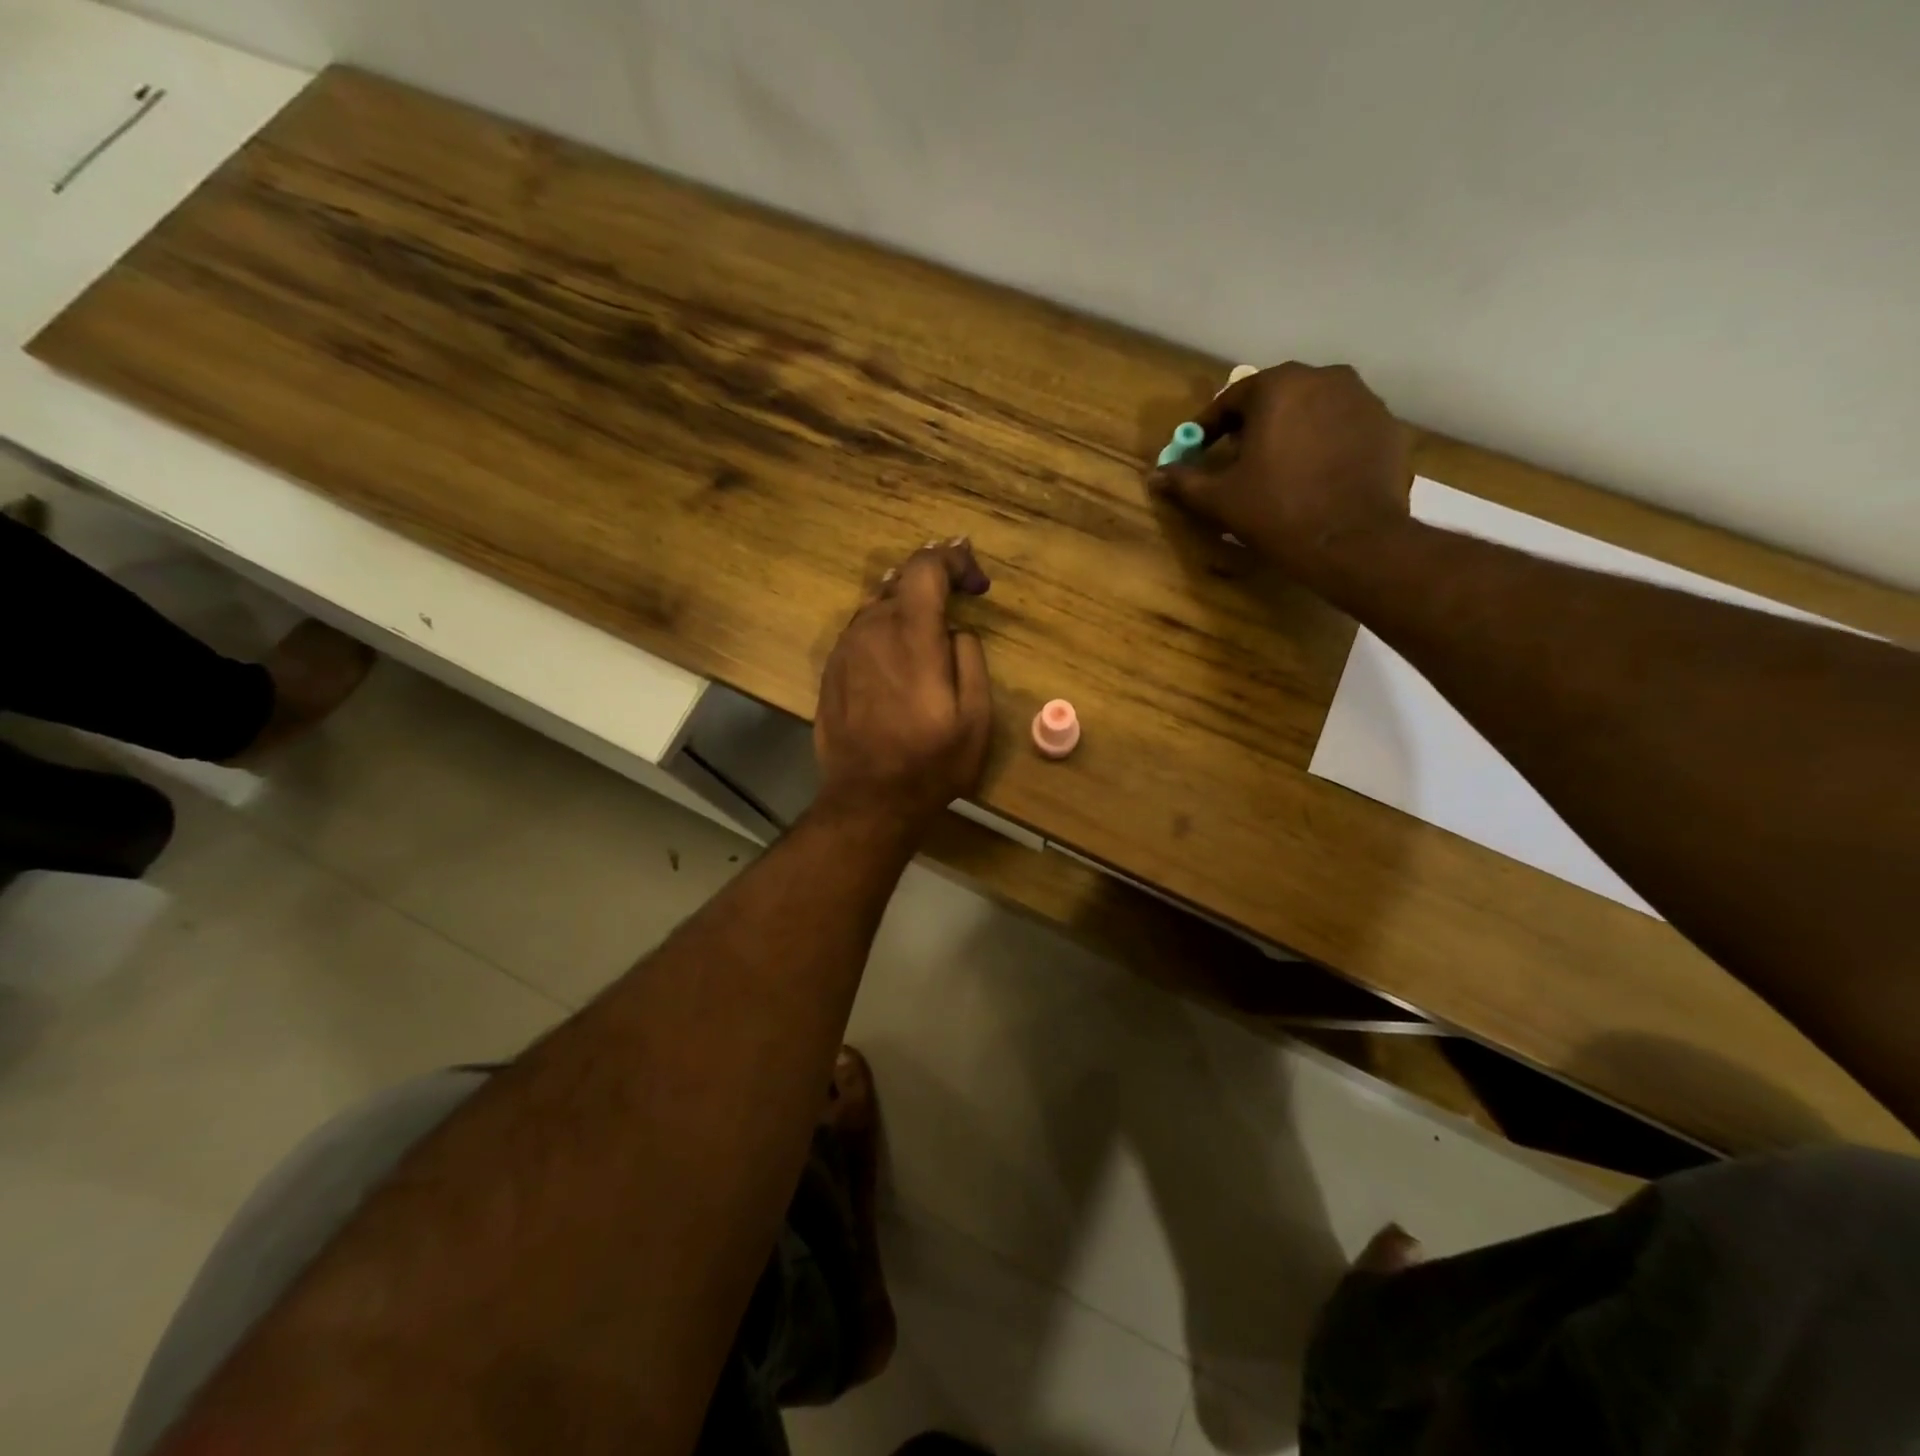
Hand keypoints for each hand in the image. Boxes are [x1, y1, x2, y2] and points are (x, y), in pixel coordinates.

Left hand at [812, 540, 993, 839]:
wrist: (867, 800)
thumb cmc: (930, 764)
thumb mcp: (976, 717)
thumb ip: (970, 658)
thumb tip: (956, 631)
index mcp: (911, 636)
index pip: (925, 567)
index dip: (954, 560)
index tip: (976, 585)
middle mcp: (872, 631)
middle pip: (900, 582)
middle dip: (933, 582)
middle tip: (959, 594)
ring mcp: (845, 650)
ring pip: (877, 606)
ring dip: (906, 607)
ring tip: (930, 627)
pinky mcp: (831, 671)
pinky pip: (861, 633)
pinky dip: (884, 630)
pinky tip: (897, 655)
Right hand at [1150, 363, 1411, 587]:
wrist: (1353, 541)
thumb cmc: (1277, 512)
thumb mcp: (1220, 499)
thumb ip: (1185, 481)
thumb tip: (1155, 475)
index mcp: (1279, 387)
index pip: (1231, 399)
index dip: (1208, 427)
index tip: (1197, 451)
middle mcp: (1325, 378)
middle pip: (1276, 399)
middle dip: (1252, 427)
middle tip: (1237, 461)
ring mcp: (1364, 400)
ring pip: (1313, 411)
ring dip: (1291, 433)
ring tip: (1278, 470)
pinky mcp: (1388, 428)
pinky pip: (1343, 429)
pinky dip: (1325, 446)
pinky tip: (1315, 478)